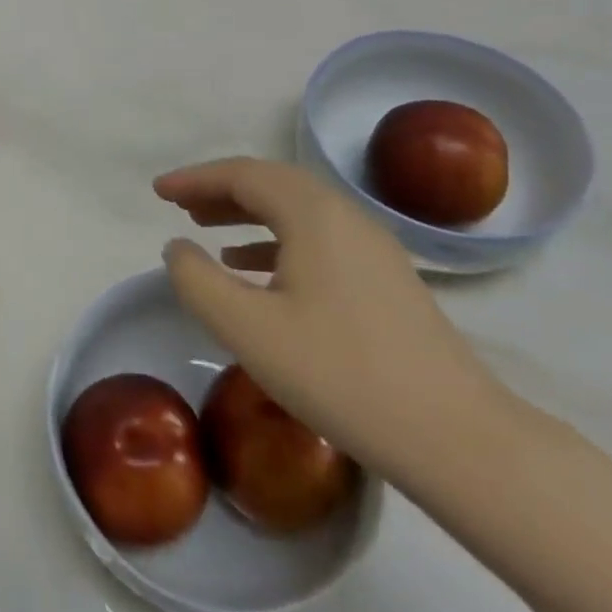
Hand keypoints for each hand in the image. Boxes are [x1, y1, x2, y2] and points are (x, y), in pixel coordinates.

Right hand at [156, 157, 512, 479]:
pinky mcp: (384, 279)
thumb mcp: (246, 329)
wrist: (454, 437)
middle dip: (221, 190)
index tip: (157, 191)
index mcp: (313, 214)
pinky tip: (256, 269)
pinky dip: (277, 241)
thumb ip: (197, 280)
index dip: (195, 178)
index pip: (243, 174)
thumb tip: (177, 248)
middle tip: (180, 207)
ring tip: (208, 230)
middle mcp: (345, 216)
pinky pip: (318, 239)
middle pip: (272, 184)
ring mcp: (372, 247)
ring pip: (297, 211)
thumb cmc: (339, 374)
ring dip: (248, 213)